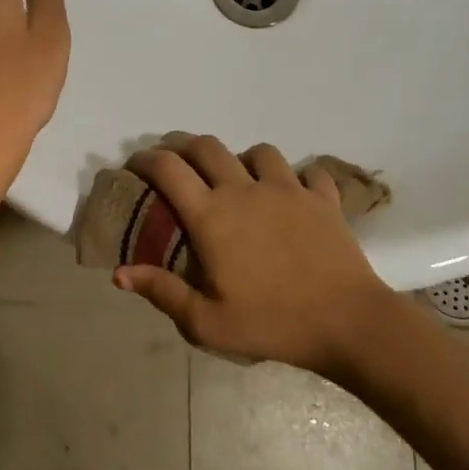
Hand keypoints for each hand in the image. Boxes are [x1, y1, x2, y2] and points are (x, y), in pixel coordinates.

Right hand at [113, 135, 393, 374]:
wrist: (348, 322)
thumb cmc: (273, 323)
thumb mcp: (207, 323)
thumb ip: (163, 293)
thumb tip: (120, 273)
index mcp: (212, 216)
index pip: (168, 169)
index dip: (145, 159)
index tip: (134, 165)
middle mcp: (245, 190)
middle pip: (207, 146)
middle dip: (182, 146)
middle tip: (174, 162)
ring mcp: (288, 189)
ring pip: (258, 152)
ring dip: (240, 159)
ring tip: (237, 178)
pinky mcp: (323, 198)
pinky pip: (307, 172)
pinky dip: (296, 177)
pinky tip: (293, 194)